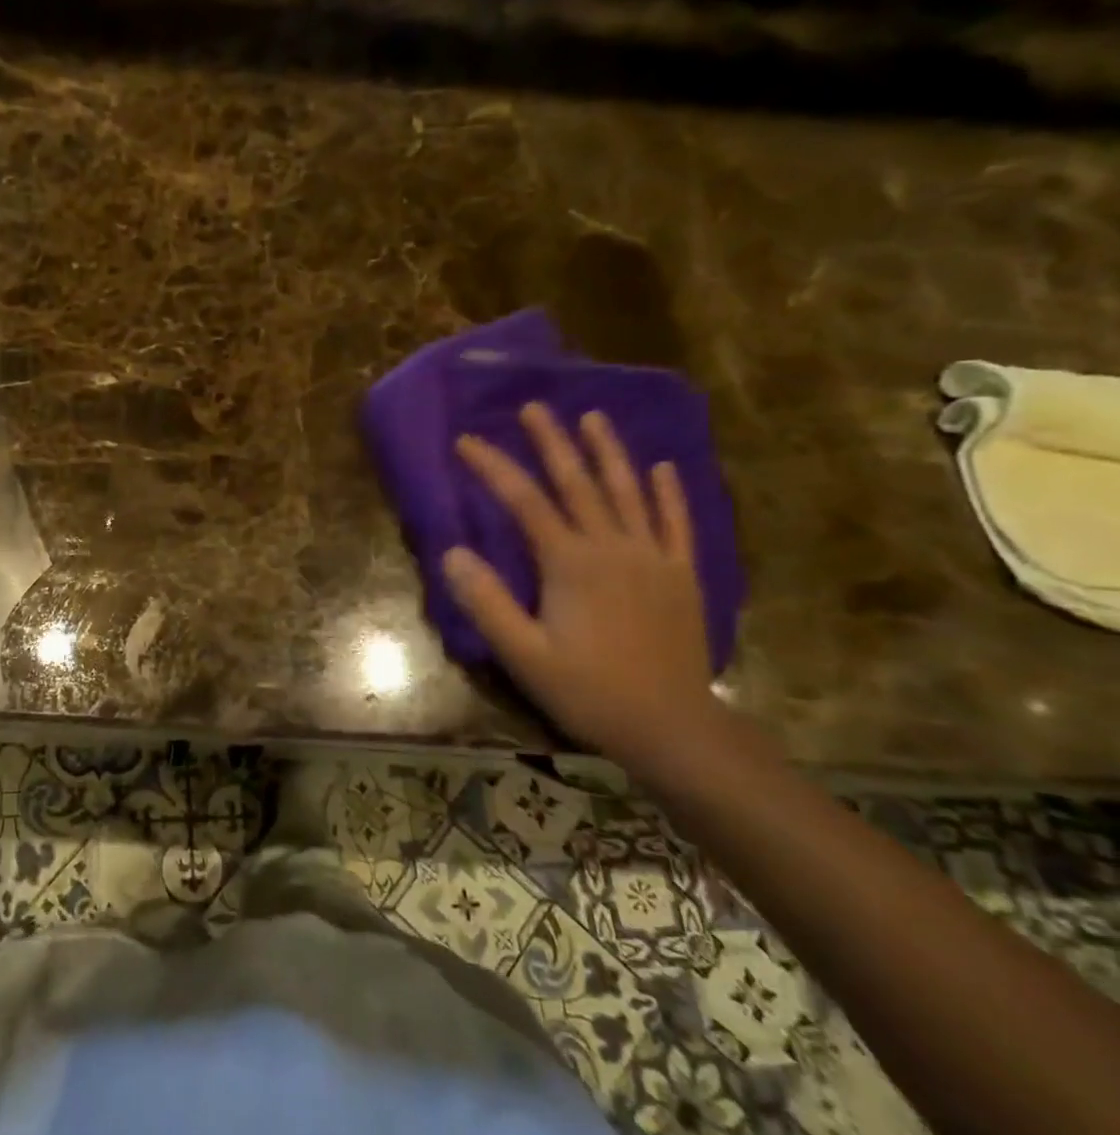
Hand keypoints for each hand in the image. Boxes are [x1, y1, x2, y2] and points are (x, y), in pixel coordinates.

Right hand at [441, 403, 722, 783]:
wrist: (672, 727)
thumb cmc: (588, 691)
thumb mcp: (523, 654)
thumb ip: (486, 602)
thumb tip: (452, 551)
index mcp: (570, 564)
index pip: (525, 501)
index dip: (493, 467)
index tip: (467, 441)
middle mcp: (612, 547)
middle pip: (578, 483)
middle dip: (552, 442)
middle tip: (534, 407)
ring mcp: (653, 558)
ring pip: (628, 492)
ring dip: (609, 451)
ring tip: (594, 416)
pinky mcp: (682, 575)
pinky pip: (676, 524)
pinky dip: (670, 493)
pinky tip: (664, 467)